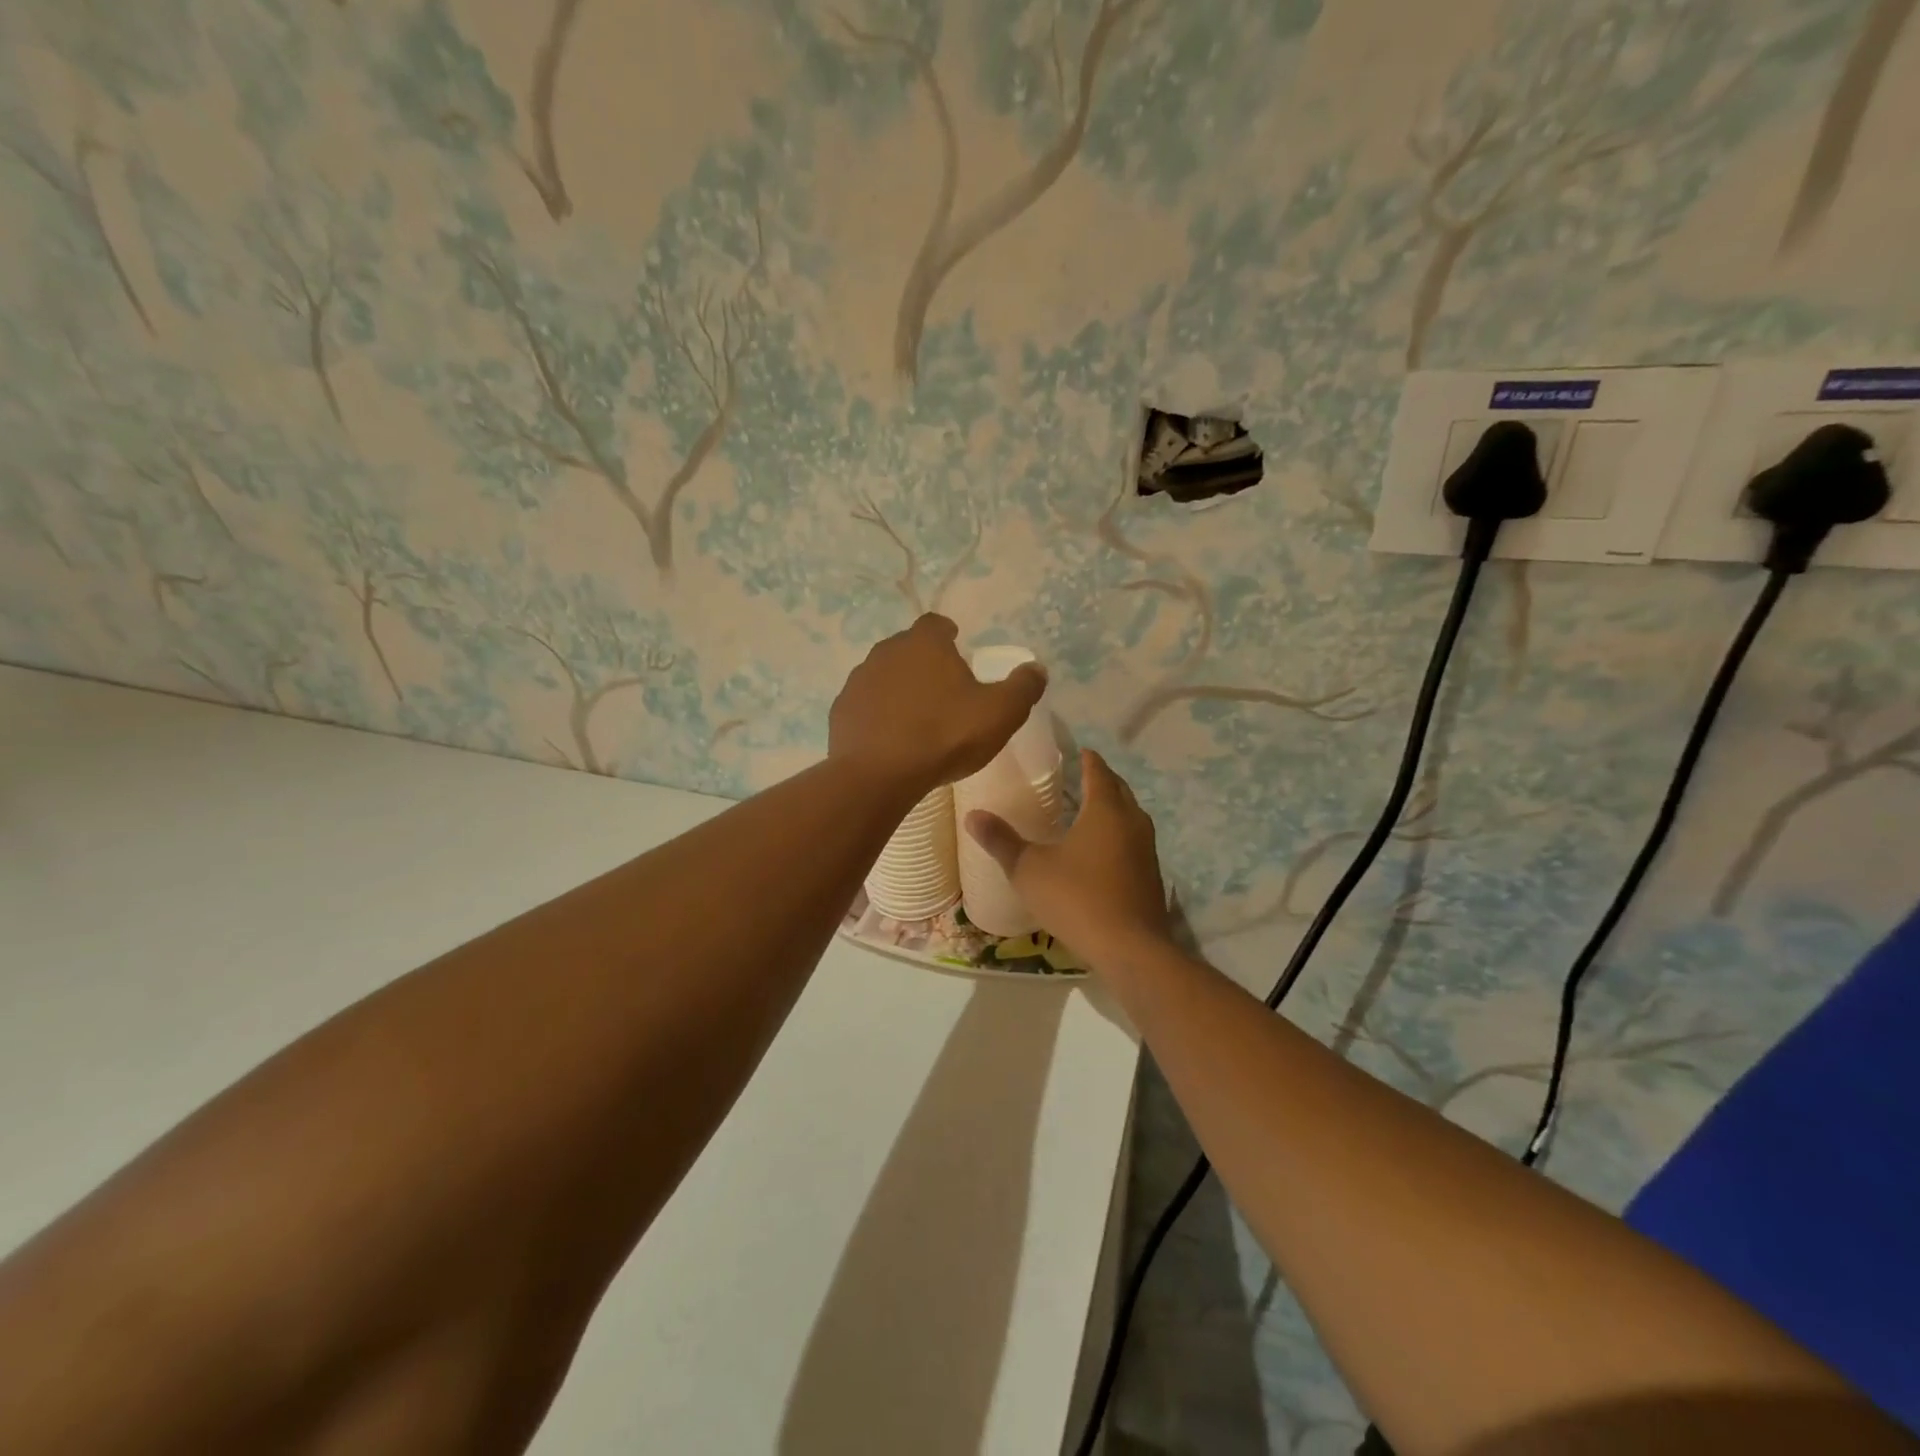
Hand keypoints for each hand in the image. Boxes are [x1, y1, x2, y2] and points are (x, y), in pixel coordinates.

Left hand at [829, 615, 1047, 795]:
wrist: (878, 775)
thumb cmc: (944, 736)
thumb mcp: (1000, 714)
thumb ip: (1023, 688)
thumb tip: (1037, 669)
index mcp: (924, 644)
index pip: (935, 624)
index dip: (947, 633)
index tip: (957, 646)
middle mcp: (886, 652)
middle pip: (908, 648)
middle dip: (924, 661)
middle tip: (943, 688)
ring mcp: (858, 681)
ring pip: (883, 675)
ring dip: (899, 688)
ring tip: (916, 716)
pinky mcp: (841, 711)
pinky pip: (865, 705)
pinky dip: (878, 714)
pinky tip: (890, 738)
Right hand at [964, 749, 1171, 963]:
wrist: (1130, 949)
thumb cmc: (1077, 898)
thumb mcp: (1029, 869)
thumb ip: (1002, 841)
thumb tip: (972, 815)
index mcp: (1105, 810)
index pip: (1098, 771)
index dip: (1088, 759)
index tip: (1079, 751)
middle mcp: (1132, 822)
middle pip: (1119, 790)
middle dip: (1102, 780)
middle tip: (1081, 777)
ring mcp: (1147, 850)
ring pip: (1131, 816)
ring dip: (1114, 808)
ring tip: (1090, 811)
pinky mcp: (1151, 876)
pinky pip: (1134, 842)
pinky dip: (1119, 836)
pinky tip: (1102, 852)